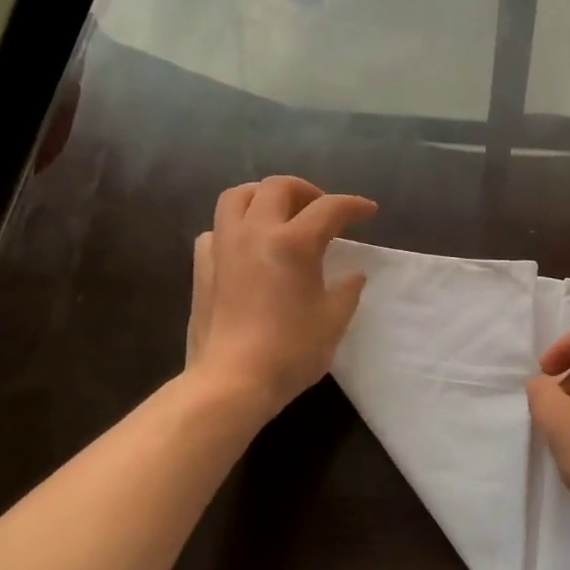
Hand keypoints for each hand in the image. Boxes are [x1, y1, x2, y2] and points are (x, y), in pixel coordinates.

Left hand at [185, 176, 376, 417]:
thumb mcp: (333, 320)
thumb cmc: (291, 351)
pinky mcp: (201, 267)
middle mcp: (256, 232)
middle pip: (278, 187)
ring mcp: (223, 247)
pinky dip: (234, 229)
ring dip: (263, 197)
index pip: (330, 208)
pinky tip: (247, 247)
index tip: (368, 211)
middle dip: (306, 191)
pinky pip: (216, 230)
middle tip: (322, 210)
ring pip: (237, 197)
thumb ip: (347, 290)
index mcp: (294, 242)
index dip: (353, 205)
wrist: (231, 382)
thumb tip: (352, 275)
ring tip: (280, 215)